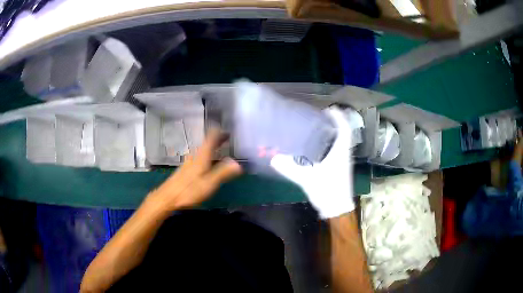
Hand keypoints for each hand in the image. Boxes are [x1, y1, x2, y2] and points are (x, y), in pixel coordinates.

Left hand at [147, 129, 242, 210]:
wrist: (167, 197)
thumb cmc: (188, 190)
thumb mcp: (209, 184)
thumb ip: (223, 173)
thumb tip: (238, 163)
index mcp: (202, 156)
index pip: (211, 138)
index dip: (219, 132)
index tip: (228, 129)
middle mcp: (195, 156)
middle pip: (207, 142)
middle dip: (217, 139)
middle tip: (228, 137)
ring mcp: (189, 162)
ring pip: (202, 149)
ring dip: (212, 146)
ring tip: (221, 147)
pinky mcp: (185, 169)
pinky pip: (199, 156)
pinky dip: (207, 154)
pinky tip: (208, 161)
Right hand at [270, 107, 354, 217]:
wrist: (337, 209)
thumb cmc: (328, 191)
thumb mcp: (308, 179)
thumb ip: (290, 168)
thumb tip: (273, 159)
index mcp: (340, 152)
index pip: (344, 129)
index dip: (338, 117)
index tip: (329, 109)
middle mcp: (343, 154)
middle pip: (341, 134)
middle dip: (332, 123)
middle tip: (317, 117)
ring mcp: (342, 162)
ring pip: (338, 143)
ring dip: (330, 134)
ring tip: (314, 129)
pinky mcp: (338, 169)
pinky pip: (334, 151)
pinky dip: (327, 145)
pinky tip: (313, 148)